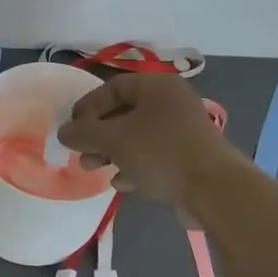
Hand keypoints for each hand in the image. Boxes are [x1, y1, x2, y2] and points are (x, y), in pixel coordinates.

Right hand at [59, 73, 236, 210]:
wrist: (213, 189)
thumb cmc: (159, 152)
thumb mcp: (113, 139)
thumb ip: (83, 133)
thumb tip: (63, 132)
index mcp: (157, 87)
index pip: (113, 87)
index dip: (88, 105)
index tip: (72, 127)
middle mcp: (171, 103)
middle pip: (124, 113)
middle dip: (97, 134)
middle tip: (80, 151)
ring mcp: (182, 131)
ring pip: (136, 136)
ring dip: (111, 151)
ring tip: (93, 168)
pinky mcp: (188, 157)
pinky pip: (152, 155)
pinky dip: (133, 164)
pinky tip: (120, 182)